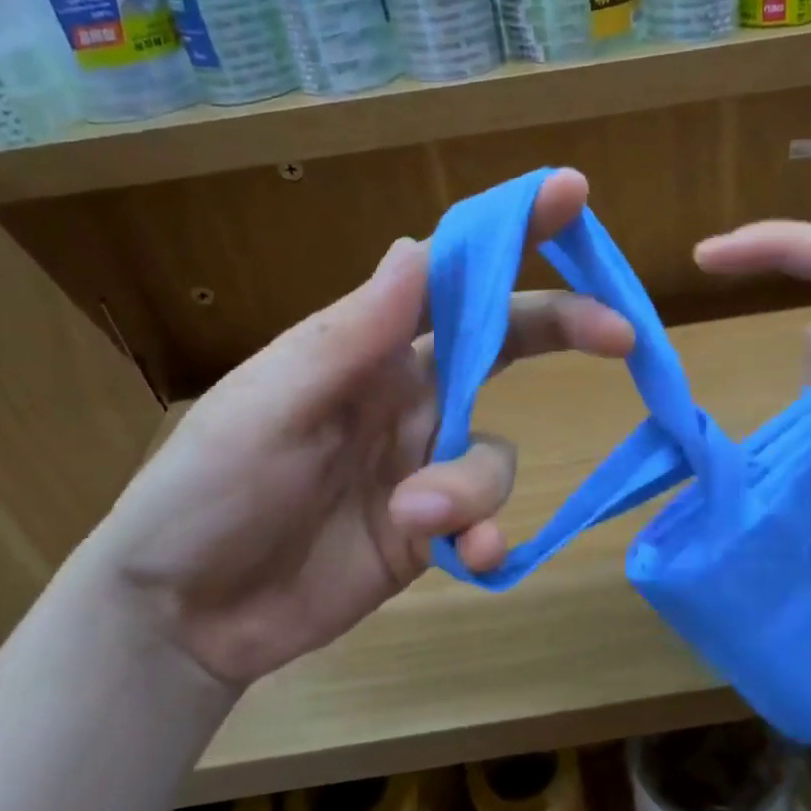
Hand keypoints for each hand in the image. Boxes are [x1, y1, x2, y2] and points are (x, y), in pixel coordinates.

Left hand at [77, 170, 632, 685]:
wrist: (188, 614)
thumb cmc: (209, 490)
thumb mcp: (272, 404)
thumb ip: (353, 335)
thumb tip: (415, 247)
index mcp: (368, 347)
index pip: (448, 276)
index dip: (510, 233)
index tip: (573, 196)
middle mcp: (408, 393)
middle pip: (506, 344)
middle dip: (565, 328)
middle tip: (622, 335)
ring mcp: (425, 461)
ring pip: (495, 453)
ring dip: (471, 484)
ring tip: (416, 516)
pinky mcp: (434, 529)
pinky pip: (487, 518)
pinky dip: (485, 535)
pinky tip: (466, 556)